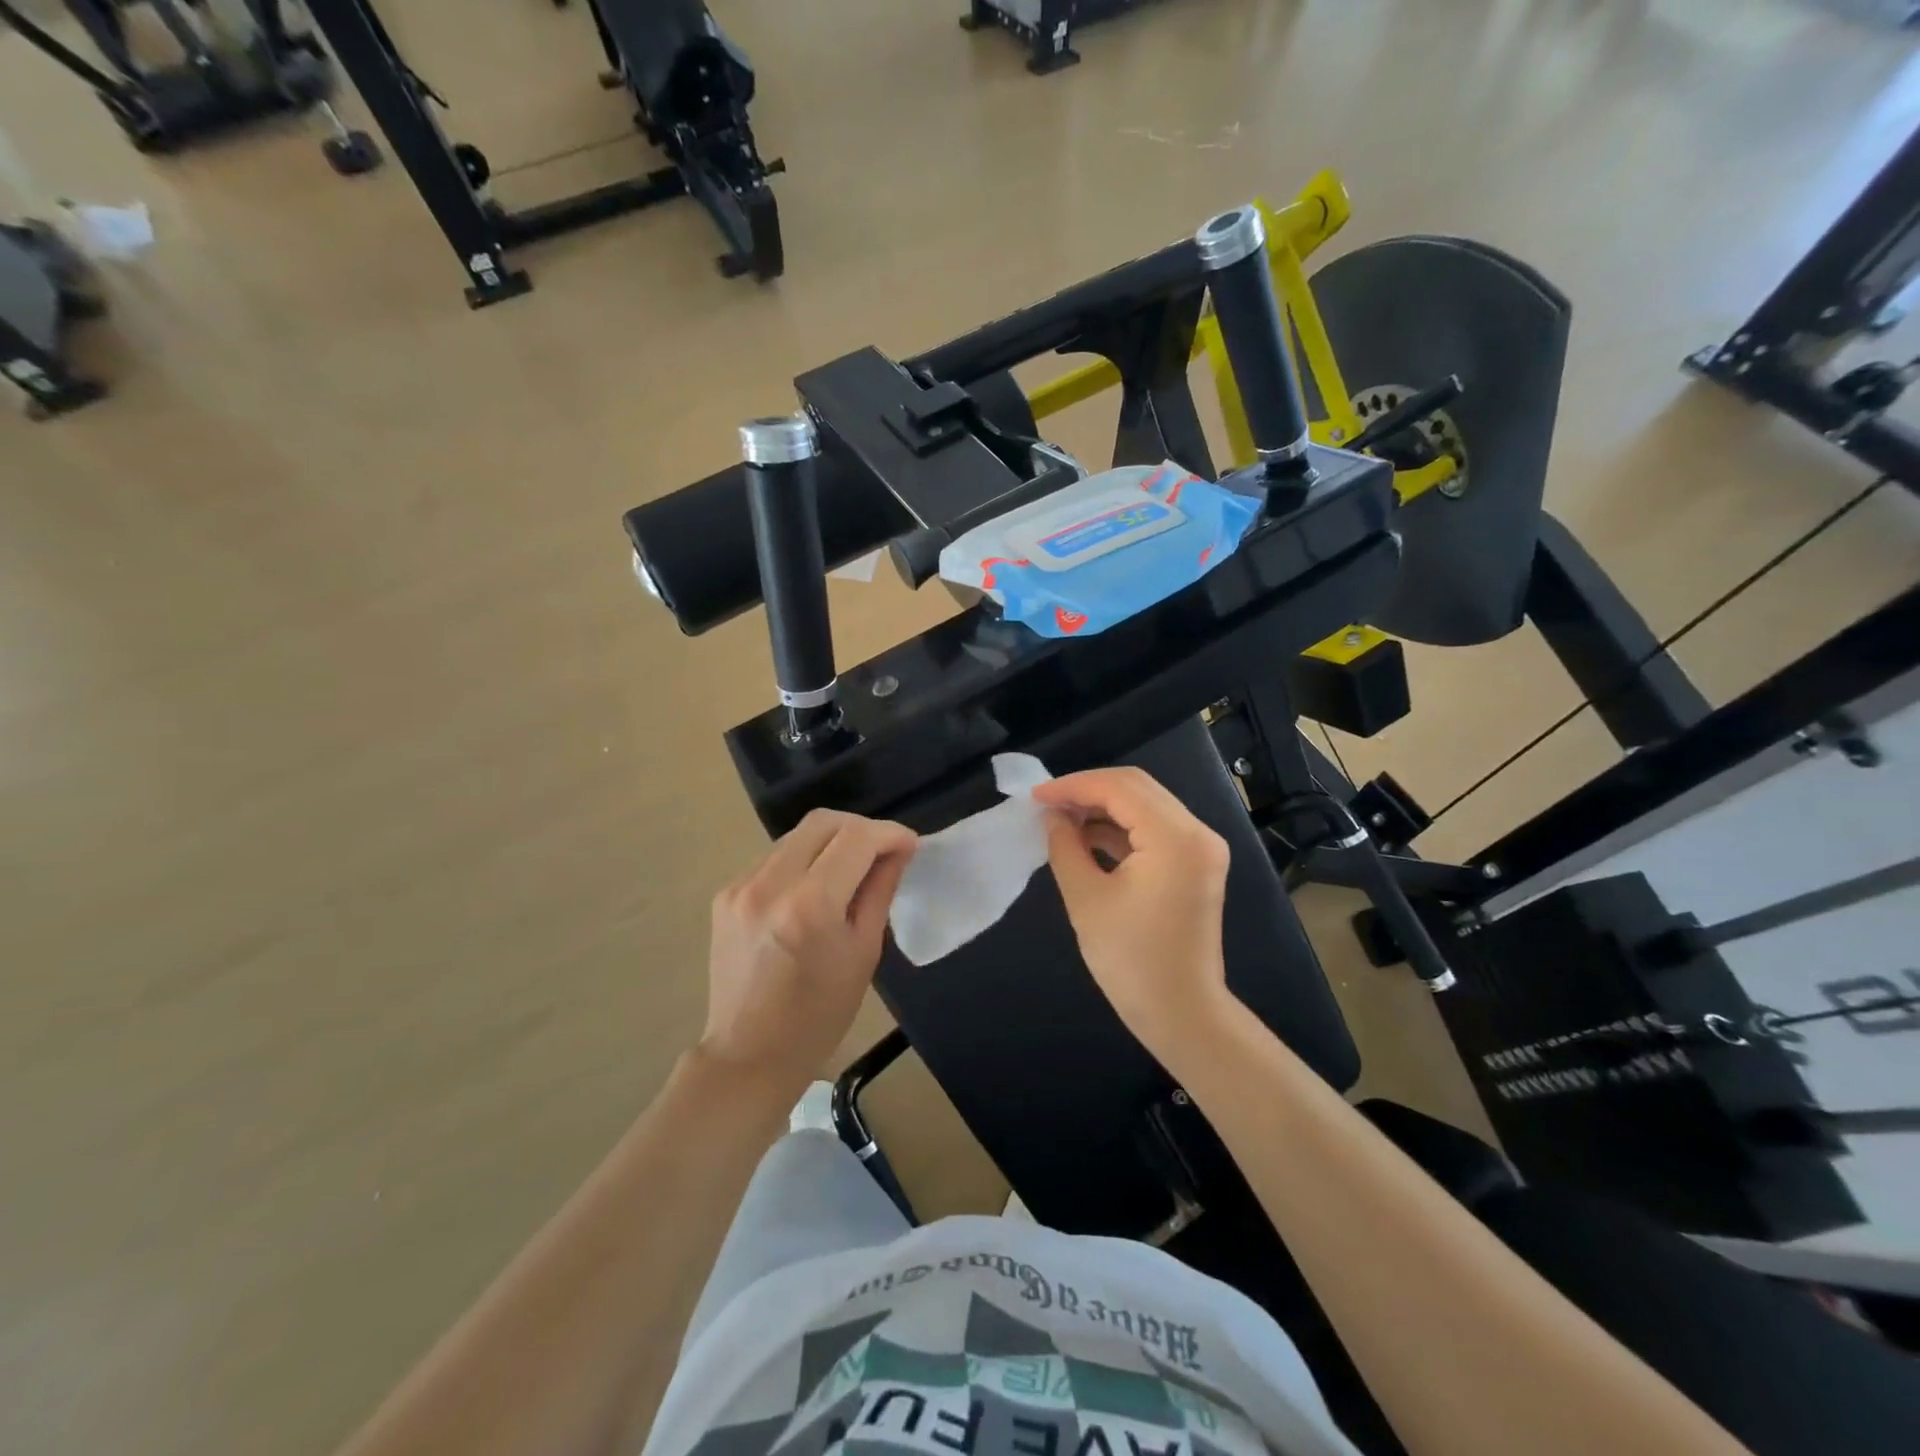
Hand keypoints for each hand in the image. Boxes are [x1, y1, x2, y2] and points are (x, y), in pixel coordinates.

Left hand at [703, 810, 917, 1103]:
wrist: (749, 1054)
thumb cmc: (819, 1015)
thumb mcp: (864, 952)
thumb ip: (880, 890)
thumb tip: (898, 850)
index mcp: (810, 904)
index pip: (856, 838)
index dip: (889, 833)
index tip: (909, 844)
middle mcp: (770, 883)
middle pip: (822, 821)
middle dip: (860, 828)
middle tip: (883, 850)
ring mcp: (741, 885)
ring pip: (796, 835)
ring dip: (831, 841)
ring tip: (852, 868)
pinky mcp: (726, 893)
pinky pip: (774, 857)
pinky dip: (803, 859)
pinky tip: (815, 886)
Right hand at [1033, 768, 1236, 1068]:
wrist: (1181, 1013)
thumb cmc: (1131, 961)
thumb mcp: (1086, 898)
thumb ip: (1065, 846)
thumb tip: (1052, 816)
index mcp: (1175, 838)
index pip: (1120, 788)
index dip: (1073, 786)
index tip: (1035, 797)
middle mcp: (1197, 833)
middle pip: (1137, 788)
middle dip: (1087, 791)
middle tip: (1046, 804)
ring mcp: (1200, 848)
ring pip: (1145, 805)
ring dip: (1103, 808)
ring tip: (1060, 820)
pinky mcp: (1195, 864)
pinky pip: (1154, 829)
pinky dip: (1120, 828)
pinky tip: (1086, 838)